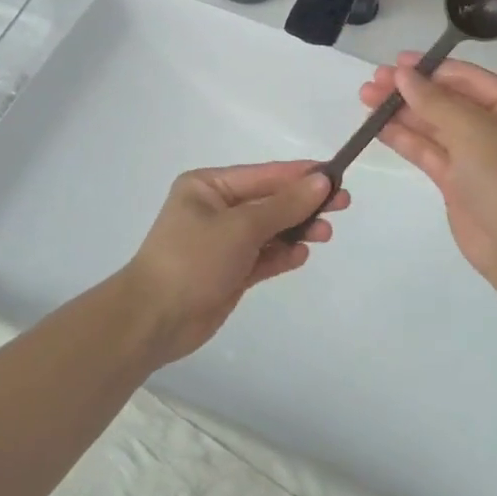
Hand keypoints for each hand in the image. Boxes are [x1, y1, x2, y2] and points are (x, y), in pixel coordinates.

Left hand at [121, 161, 346, 363]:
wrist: (153, 321)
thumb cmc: (192, 260)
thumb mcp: (241, 227)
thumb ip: (283, 205)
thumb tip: (321, 182)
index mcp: (209, 186)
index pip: (264, 174)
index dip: (300, 175)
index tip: (335, 175)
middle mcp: (216, 209)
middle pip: (270, 201)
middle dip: (304, 203)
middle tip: (342, 204)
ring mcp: (223, 242)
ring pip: (270, 229)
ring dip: (297, 230)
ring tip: (325, 234)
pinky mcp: (230, 272)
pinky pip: (263, 257)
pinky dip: (282, 254)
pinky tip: (302, 254)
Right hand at [359, 55, 496, 292]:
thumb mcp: (473, 130)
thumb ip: (434, 100)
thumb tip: (403, 74)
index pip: (468, 78)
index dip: (431, 68)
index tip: (395, 62)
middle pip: (449, 101)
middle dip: (411, 91)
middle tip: (373, 82)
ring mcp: (479, 157)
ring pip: (435, 127)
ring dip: (403, 113)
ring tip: (366, 100)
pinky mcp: (460, 183)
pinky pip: (430, 152)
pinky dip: (405, 139)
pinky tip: (378, 127)